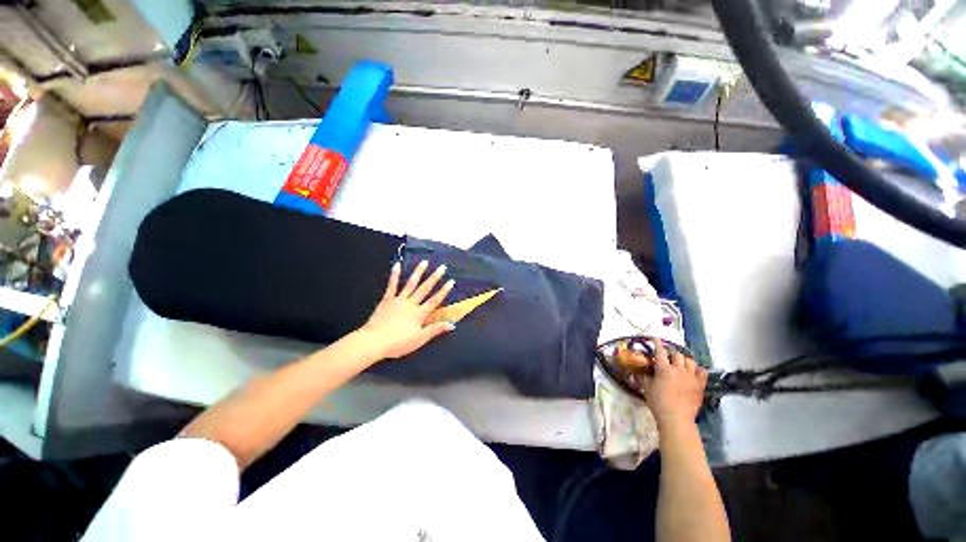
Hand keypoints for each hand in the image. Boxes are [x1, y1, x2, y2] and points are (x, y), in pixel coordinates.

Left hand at [359, 260, 455, 360]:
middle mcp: (411, 304)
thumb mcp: (420, 339)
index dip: (444, 291)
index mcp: (419, 313)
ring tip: (424, 262)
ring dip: (418, 272)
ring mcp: (398, 300)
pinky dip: (394, 275)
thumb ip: (435, 330)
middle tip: (442, 267)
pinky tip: (397, 265)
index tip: (451, 281)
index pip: (435, 300)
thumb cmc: (398, 343)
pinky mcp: (387, 300)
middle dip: (435, 278)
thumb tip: (452, 324)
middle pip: (425, 289)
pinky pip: (392, 286)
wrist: (374, 342)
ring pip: (410, 284)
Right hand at [641, 340, 707, 429]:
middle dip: (671, 352)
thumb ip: (644, 377)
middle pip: (677, 354)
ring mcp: (691, 377)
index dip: (657, 343)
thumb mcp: (646, 388)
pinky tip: (694, 371)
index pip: (660, 351)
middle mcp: (679, 370)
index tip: (655, 338)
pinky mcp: (700, 385)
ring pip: (690, 361)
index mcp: (664, 369)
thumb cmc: (658, 403)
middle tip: (667, 355)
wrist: (676, 419)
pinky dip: (698, 370)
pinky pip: (702, 372)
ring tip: (680, 363)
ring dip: (684, 360)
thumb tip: (639, 370)